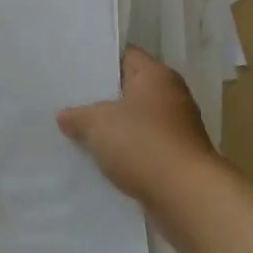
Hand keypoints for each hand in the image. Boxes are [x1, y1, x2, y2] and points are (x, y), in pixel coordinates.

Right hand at [58, 46, 218, 204]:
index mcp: (156, 75)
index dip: (99, 59)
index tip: (73, 66)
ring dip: (112, 127)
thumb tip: (64, 117)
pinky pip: (142, 147)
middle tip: (68, 98)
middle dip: (101, 96)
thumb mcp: (97, 123)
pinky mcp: (175, 159)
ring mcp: (176, 129)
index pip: (124, 55)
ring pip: (134, 120)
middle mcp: (170, 96)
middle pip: (129, 88)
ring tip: (76, 129)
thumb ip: (77, 115)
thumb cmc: (142, 144)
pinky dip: (124, 151)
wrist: (187, 198)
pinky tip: (98, 157)